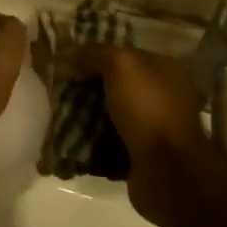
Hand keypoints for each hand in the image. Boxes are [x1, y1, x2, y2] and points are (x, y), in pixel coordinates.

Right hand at [75, 45, 222, 226]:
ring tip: (58, 113)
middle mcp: (163, 97)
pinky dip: (92, 142)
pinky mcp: (142, 157)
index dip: (96, 55)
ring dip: (87, 115)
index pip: (125, 54)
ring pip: (111, 114)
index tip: (67, 60)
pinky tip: (70, 139)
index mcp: (165, 70)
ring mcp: (154, 129)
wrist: (167, 173)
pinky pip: (109, 143)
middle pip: (116, 85)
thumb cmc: (147, 109)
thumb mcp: (120, 66)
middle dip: (88, 86)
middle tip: (59, 88)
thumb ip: (94, 54)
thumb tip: (68, 55)